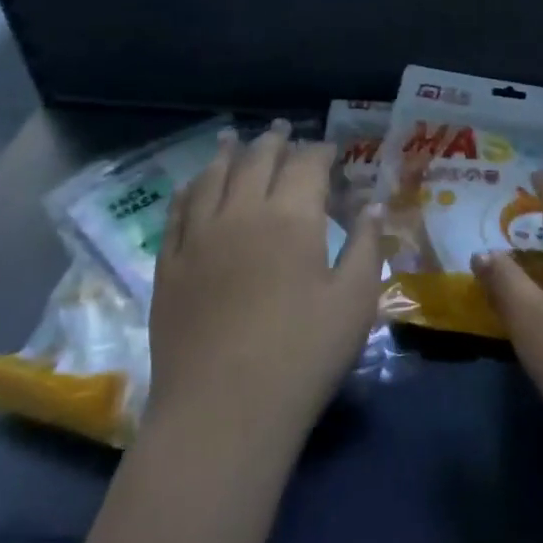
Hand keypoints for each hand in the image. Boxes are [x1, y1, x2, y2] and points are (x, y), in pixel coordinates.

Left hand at [148, 121, 384, 441]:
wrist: (222, 413)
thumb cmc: (303, 356)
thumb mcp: (355, 301)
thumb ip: (367, 246)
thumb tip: (373, 206)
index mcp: (291, 217)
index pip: (306, 165)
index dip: (319, 151)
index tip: (330, 148)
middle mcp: (241, 214)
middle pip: (256, 162)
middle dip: (274, 142)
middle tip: (283, 129)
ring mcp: (198, 239)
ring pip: (211, 179)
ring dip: (226, 155)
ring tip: (232, 139)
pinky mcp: (169, 268)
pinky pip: (176, 214)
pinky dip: (188, 190)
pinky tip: (192, 186)